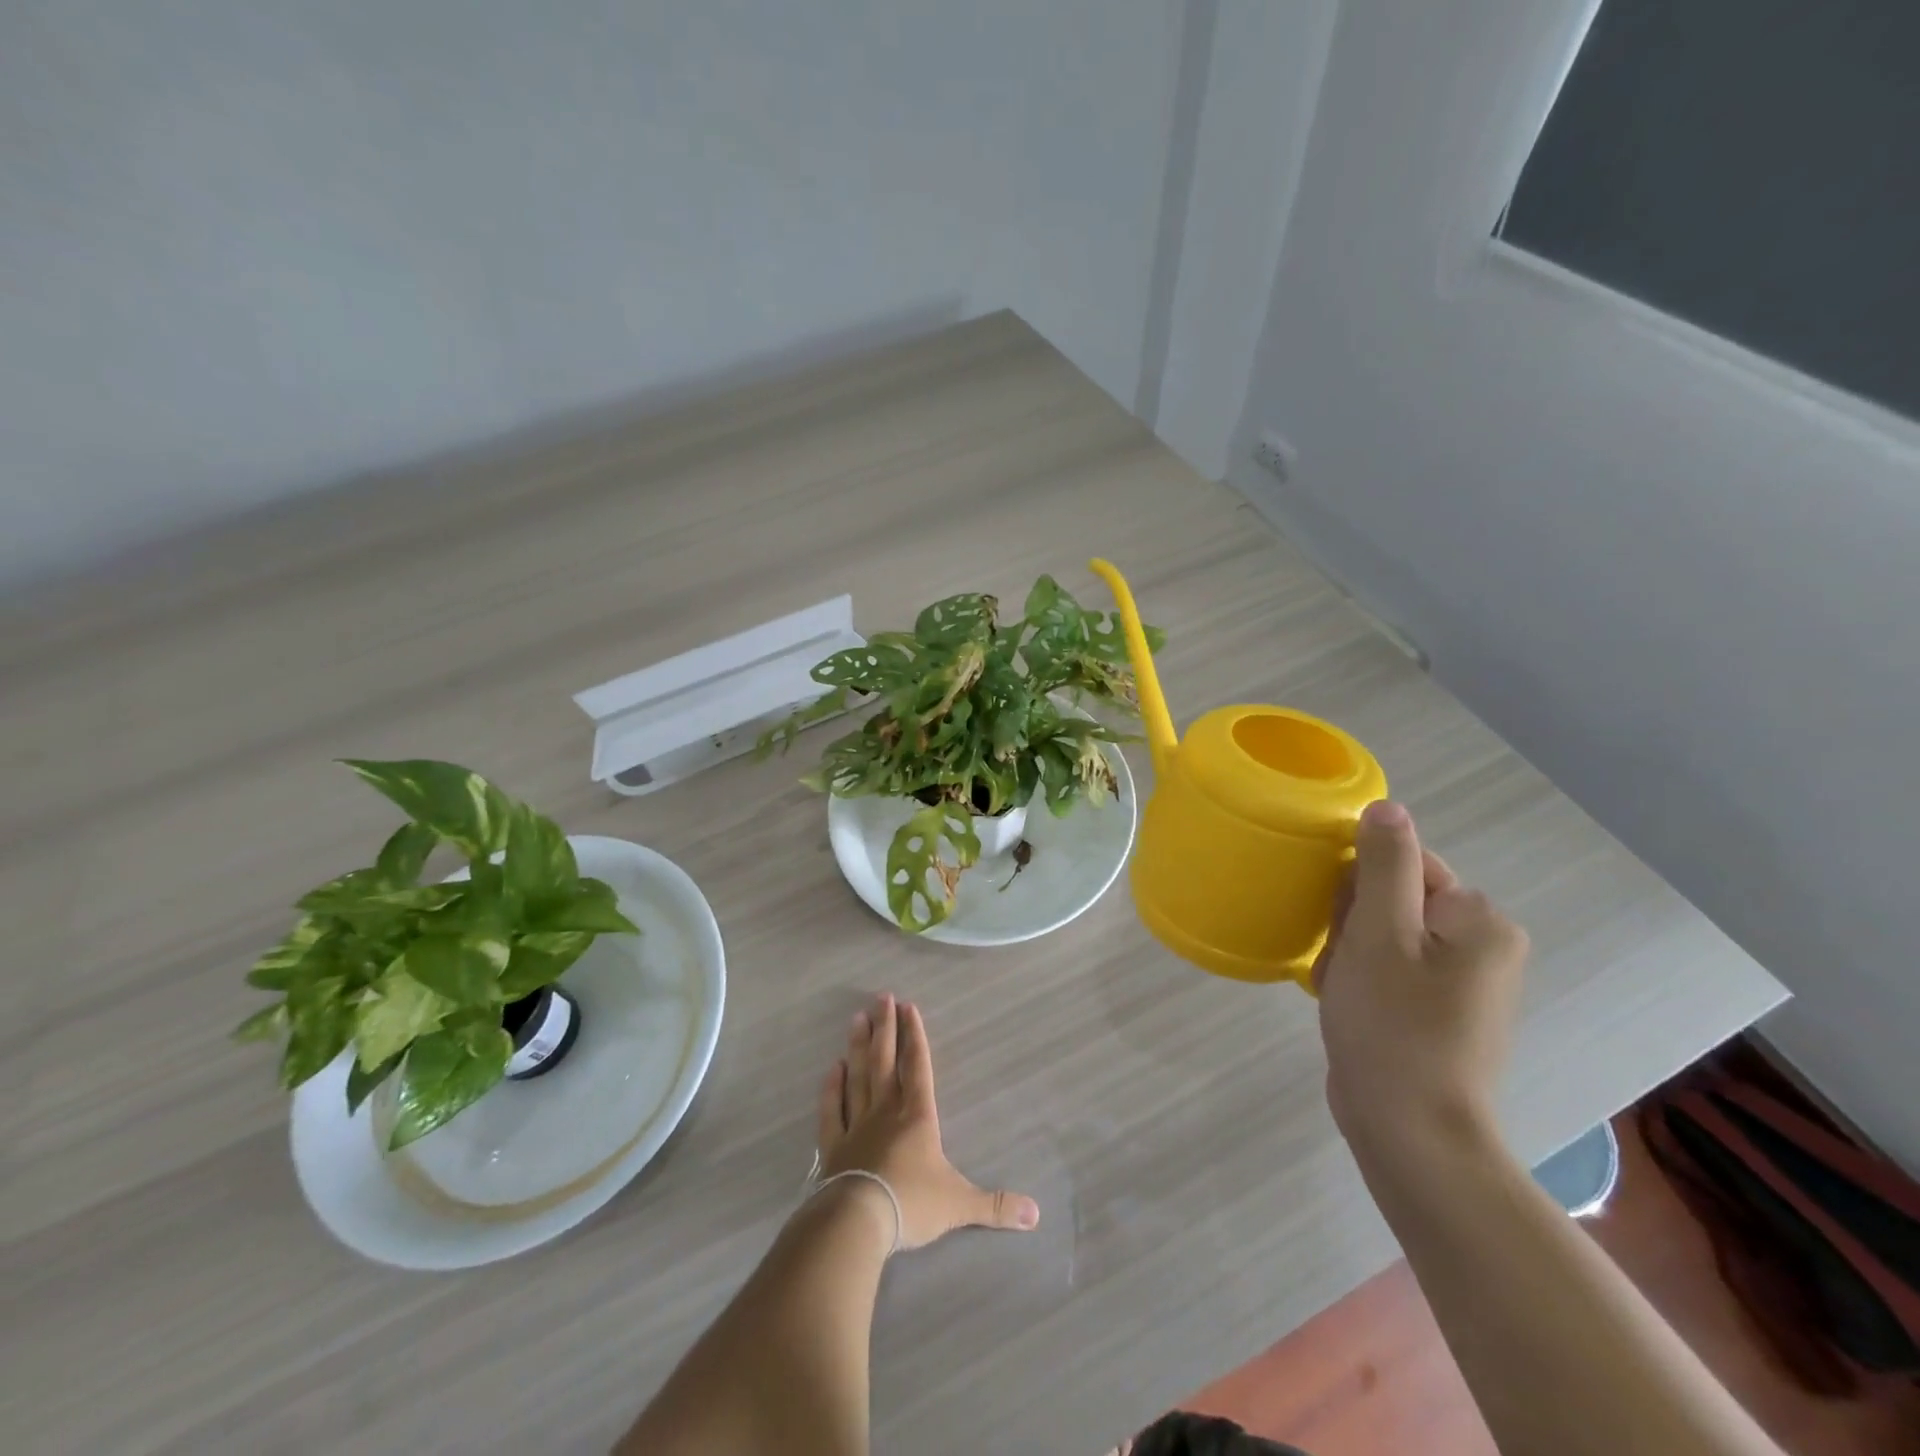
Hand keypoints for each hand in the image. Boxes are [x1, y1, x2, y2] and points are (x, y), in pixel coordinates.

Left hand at [816, 993, 1039, 1249]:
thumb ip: (995, 1205)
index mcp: (917, 1116)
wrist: (858, 1222)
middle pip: (885, 1061)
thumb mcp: (960, 1205)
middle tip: (881, 996)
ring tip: (857, 1017)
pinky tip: (832, 1067)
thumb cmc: (911, 1205)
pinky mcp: (833, 1146)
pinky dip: (831, 1088)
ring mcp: (856, 1125)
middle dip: (886, 1027)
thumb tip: (1036, 1215)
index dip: (914, 1035)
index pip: (918, 1066)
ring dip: (858, 1046)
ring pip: (858, 1076)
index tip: (908, 1006)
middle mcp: (886, 1111)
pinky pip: (832, 1110)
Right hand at [1312, 801, 1528, 1159]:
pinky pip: (1389, 970)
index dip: (1358, 890)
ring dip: (1349, 954)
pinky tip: (1348, 1007)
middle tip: (1344, 967)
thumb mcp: (1380, 934)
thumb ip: (1385, 864)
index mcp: (1480, 920)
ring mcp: (1464, 983)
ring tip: (1341, 992)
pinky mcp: (1440, 1012)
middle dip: (1353, 926)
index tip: (1346, 931)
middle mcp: (1484, 945)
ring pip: (1382, 935)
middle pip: (1392, 900)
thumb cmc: (1392, 1024)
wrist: (1410, 1132)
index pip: (1404, 865)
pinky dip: (1360, 980)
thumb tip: (1387, 806)